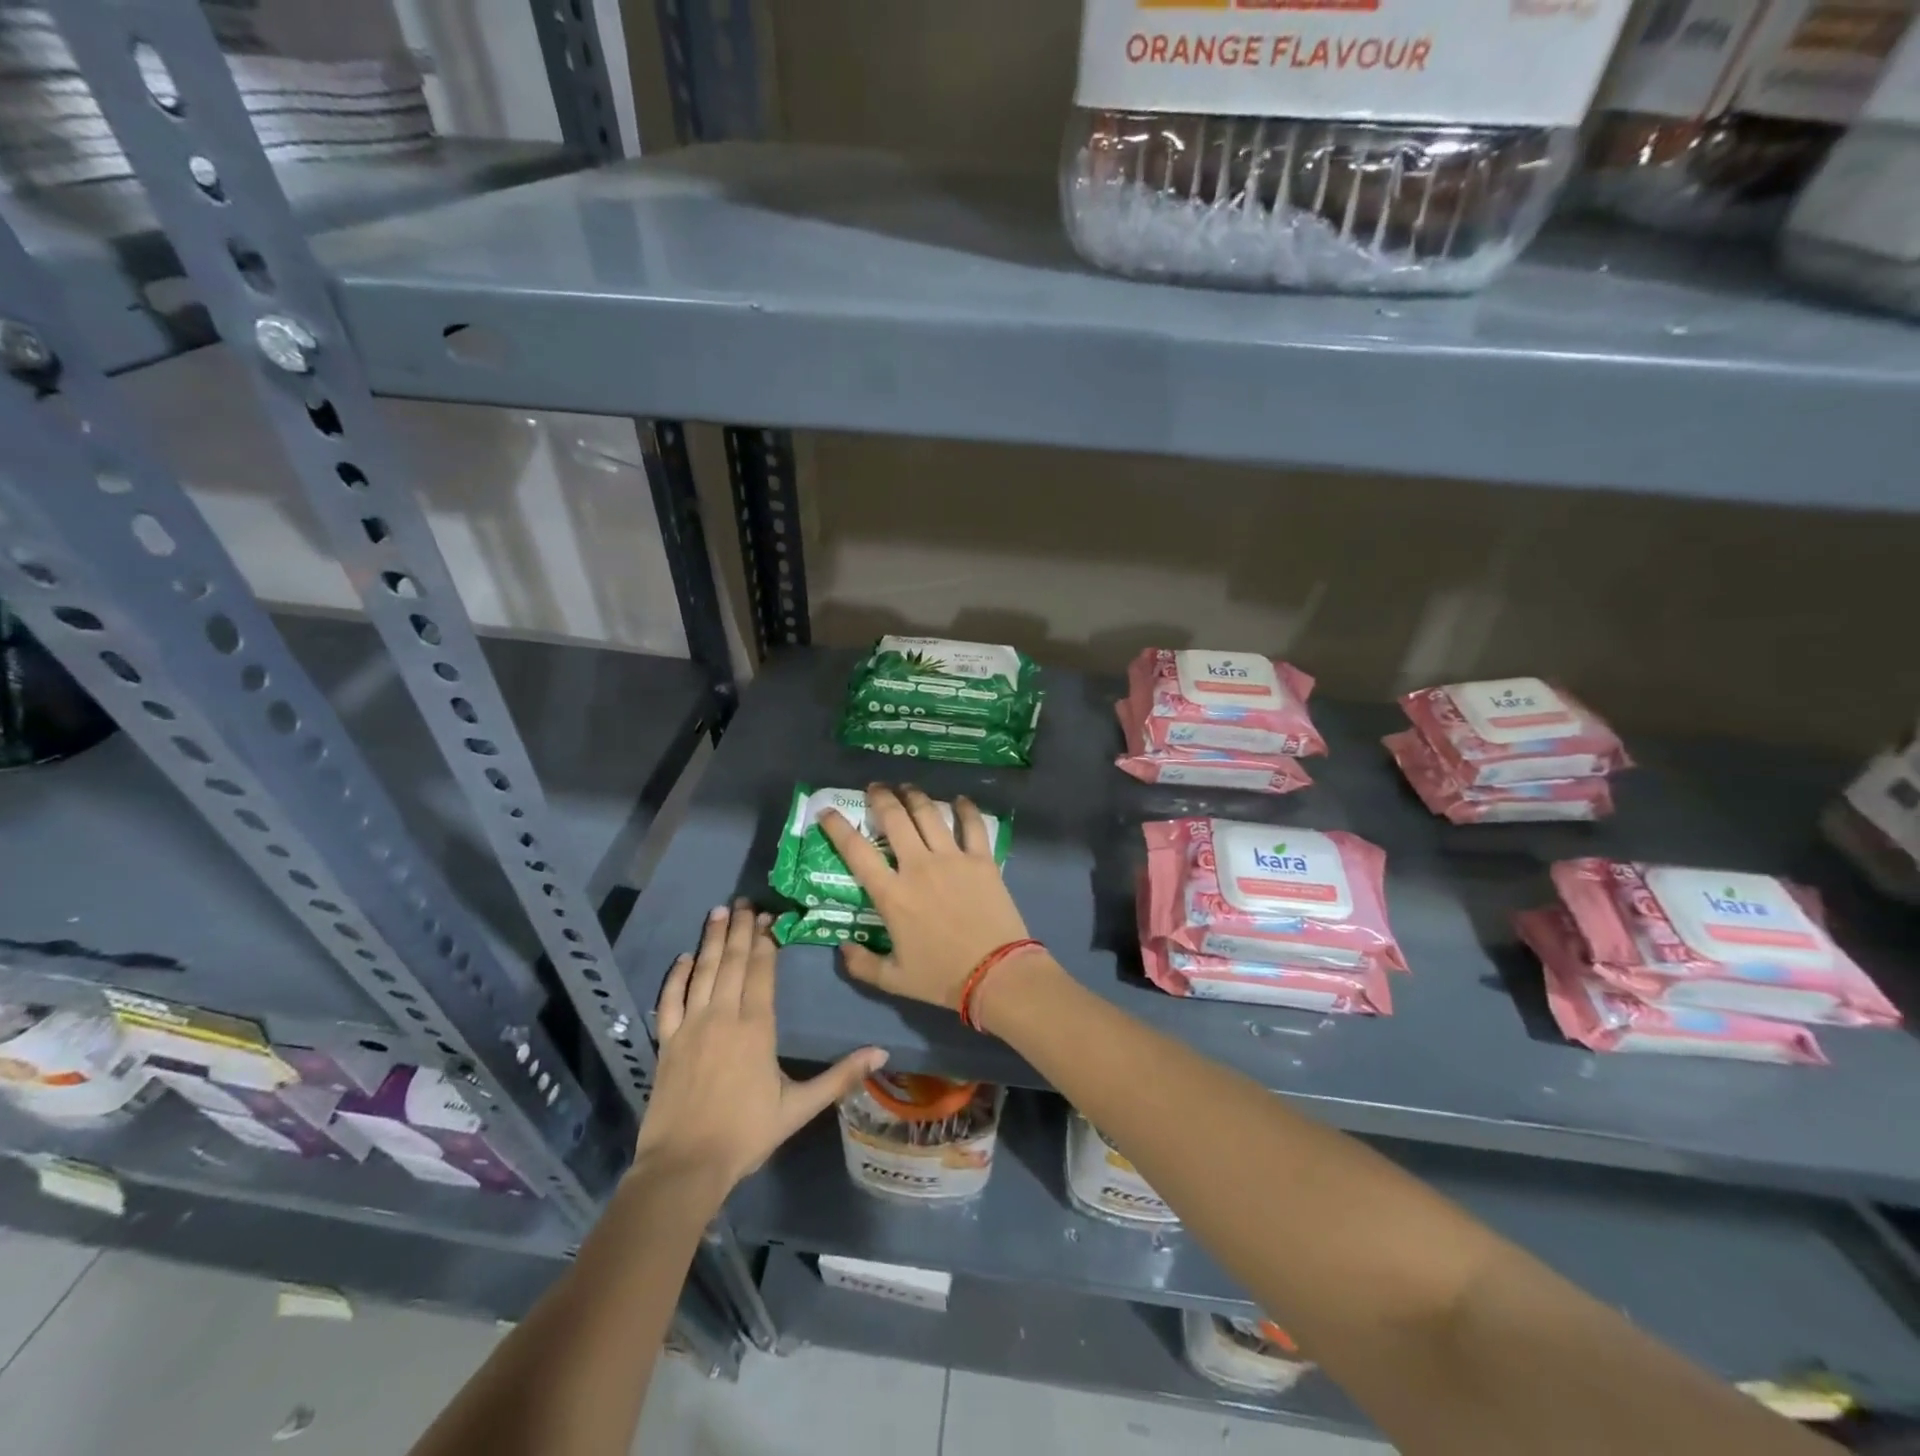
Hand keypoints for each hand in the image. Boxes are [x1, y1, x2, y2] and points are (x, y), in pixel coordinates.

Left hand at [635, 901, 886, 1194]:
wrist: (684, 1166)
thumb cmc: (746, 1134)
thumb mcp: (799, 1107)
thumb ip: (840, 1076)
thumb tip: (882, 1053)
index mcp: (756, 1027)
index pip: (761, 971)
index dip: (766, 941)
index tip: (771, 918)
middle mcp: (723, 1015)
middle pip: (733, 961)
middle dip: (741, 929)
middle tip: (746, 902)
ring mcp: (690, 1026)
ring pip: (703, 971)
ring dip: (712, 939)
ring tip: (720, 911)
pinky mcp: (666, 1041)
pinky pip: (669, 999)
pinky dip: (677, 975)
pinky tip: (684, 956)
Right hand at [821, 784, 1035, 1014]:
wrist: (996, 974)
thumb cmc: (942, 977)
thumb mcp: (894, 980)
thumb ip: (862, 964)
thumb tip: (842, 947)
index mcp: (892, 894)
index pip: (856, 851)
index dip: (838, 828)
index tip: (827, 812)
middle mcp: (918, 867)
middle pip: (894, 819)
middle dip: (880, 798)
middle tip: (875, 788)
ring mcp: (952, 859)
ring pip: (929, 814)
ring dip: (915, 796)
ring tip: (907, 788)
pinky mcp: (982, 859)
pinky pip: (972, 825)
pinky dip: (965, 808)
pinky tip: (959, 799)